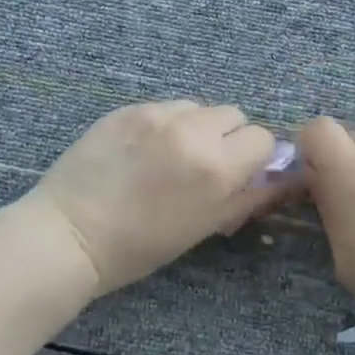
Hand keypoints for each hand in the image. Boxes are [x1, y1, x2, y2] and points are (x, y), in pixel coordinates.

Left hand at [27, 100, 281, 296]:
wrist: (70, 234)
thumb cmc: (140, 246)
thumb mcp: (205, 227)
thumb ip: (248, 196)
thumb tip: (284, 177)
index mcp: (216, 167)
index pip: (262, 138)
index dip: (254, 157)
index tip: (238, 173)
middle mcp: (192, 131)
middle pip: (234, 115)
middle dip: (228, 137)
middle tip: (203, 164)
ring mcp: (156, 114)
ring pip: (197, 107)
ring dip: (196, 127)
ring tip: (169, 155)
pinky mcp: (127, 108)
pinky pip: (163, 107)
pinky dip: (163, 125)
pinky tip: (141, 150)